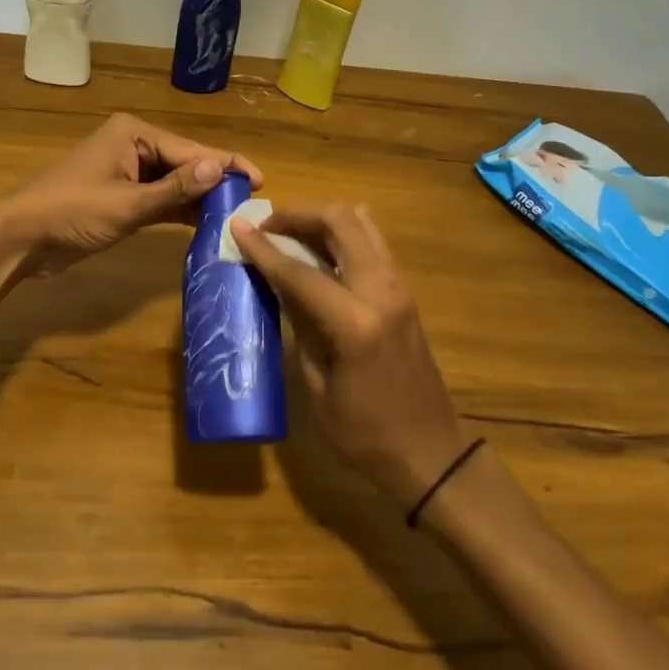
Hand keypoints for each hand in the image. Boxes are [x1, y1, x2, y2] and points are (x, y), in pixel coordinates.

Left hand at [0, 113, 262, 277]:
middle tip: (251, 202)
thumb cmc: (72, 213)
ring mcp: (127, 171)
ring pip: (174, 182)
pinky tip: (204, 223)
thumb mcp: (127, 204)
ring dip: (199, 198)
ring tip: (235, 215)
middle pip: (185, 163)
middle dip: (215, 182)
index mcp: (134, 134)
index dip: (226, 165)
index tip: (259, 180)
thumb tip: (221, 168)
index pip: (190, 149)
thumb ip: (175, 189)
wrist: (21, 238)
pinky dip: (179, 210)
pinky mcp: (122, 195)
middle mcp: (134, 145)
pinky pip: (159, 198)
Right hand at [231, 205, 469, 509]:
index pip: (300, 271)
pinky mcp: (404, 290)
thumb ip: (299, 323)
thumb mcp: (318, 384)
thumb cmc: (365, 434)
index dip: (263, 248)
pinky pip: (371, 242)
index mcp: (356, 322)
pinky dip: (341, 234)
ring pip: (361, 222)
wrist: (432, 454)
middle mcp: (382, 290)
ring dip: (322, 219)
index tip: (236, 226)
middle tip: (267, 227)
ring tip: (290, 234)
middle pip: (340, 221)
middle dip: (298, 215)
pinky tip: (318, 252)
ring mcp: (399, 286)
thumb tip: (277, 281)